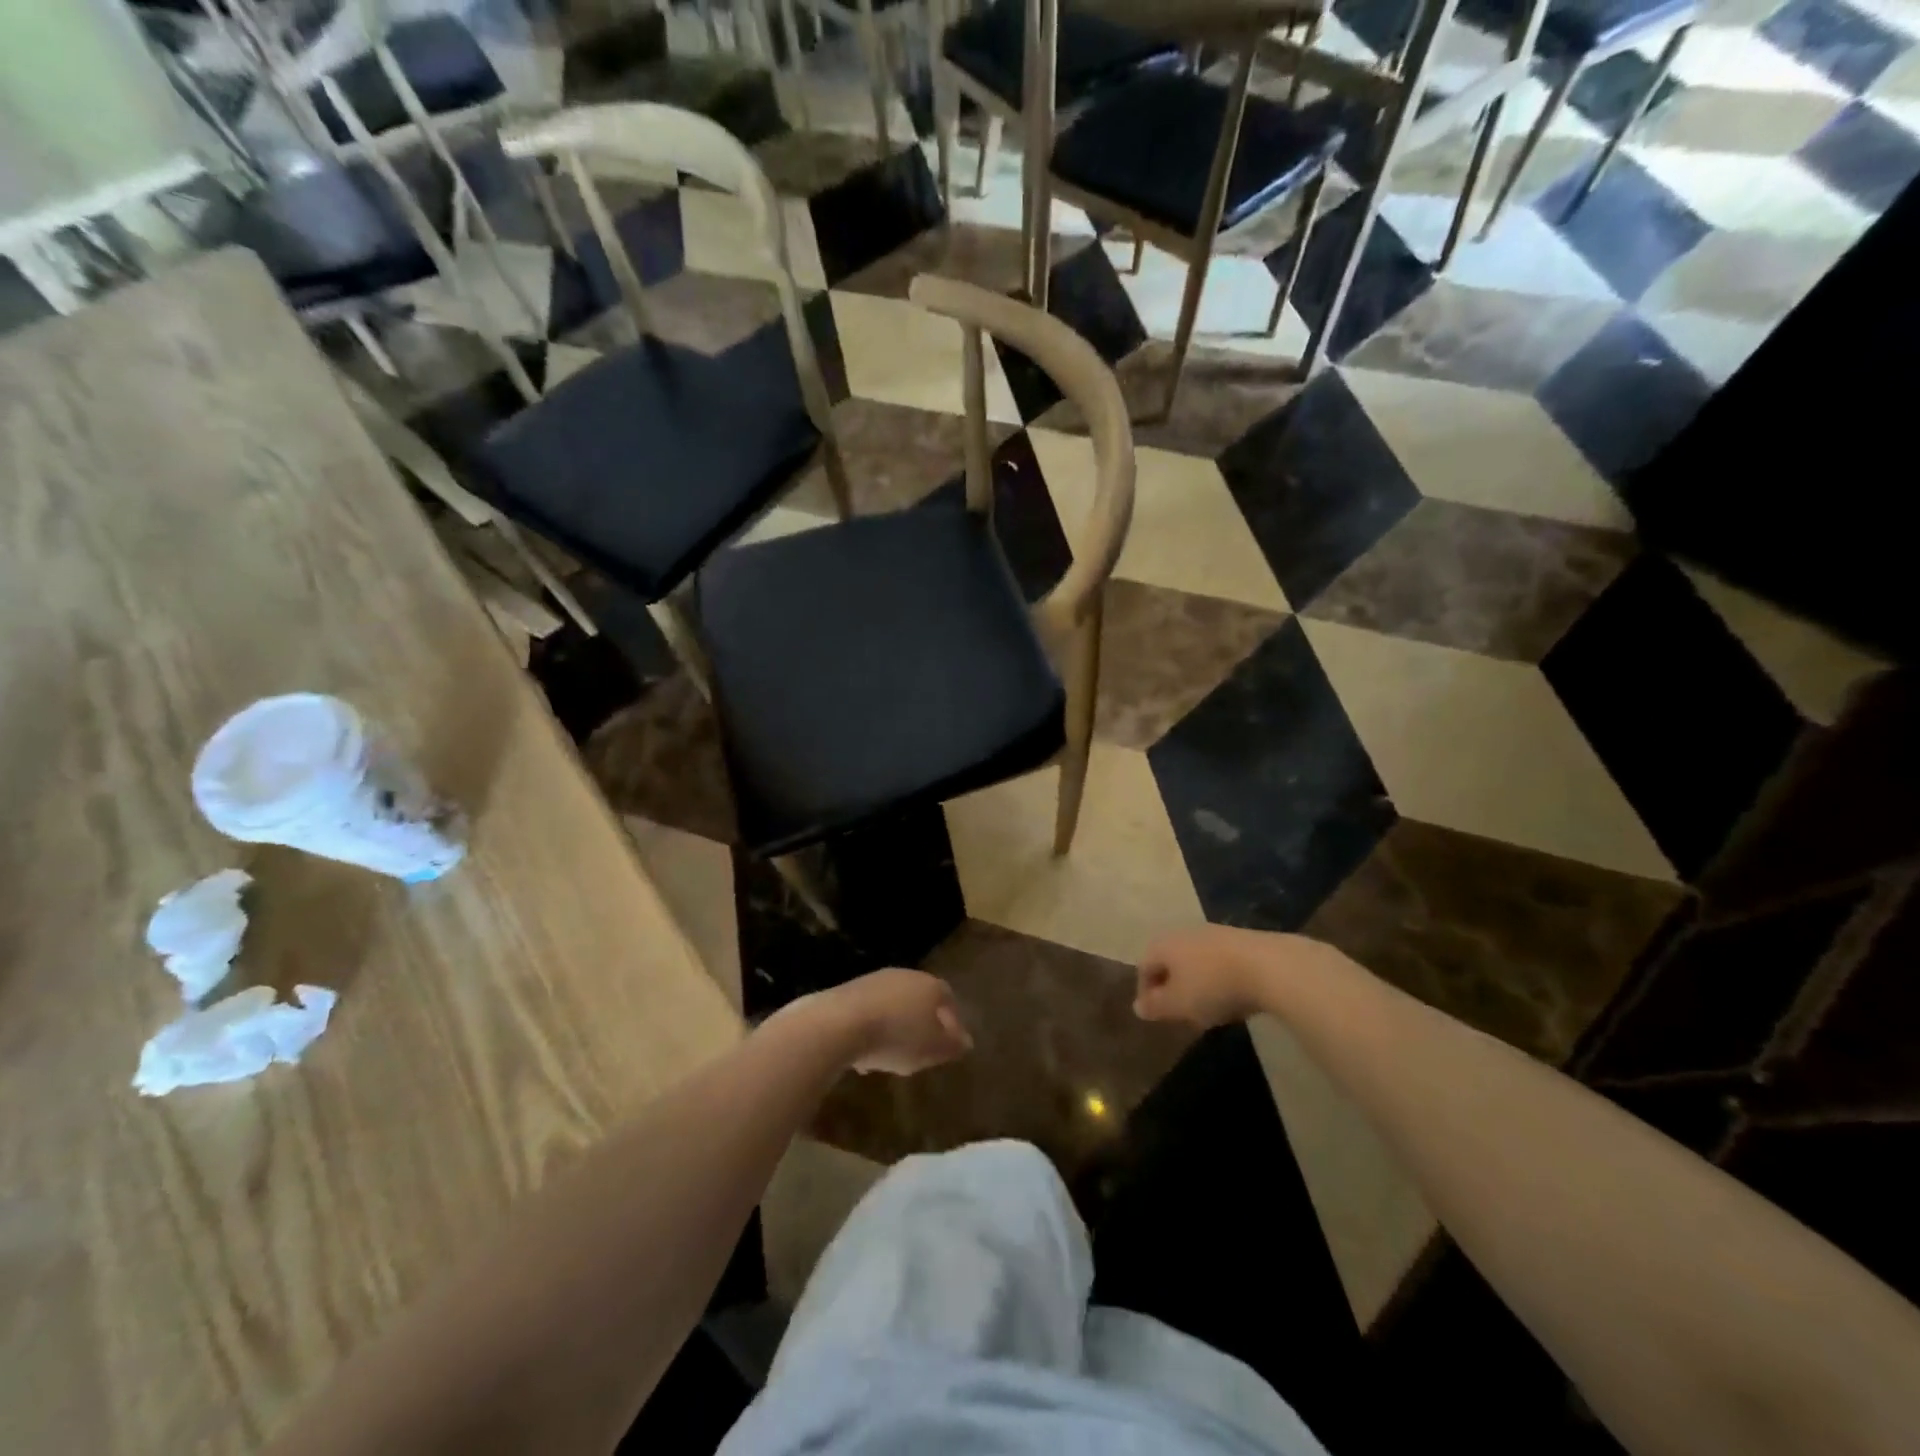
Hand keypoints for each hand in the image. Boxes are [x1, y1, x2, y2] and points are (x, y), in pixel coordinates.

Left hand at [812, 969, 973, 1074]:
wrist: (840, 1023)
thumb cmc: (897, 1036)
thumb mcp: (933, 1049)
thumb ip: (952, 1045)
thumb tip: (966, 1041)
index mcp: (930, 985)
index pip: (948, 998)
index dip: (952, 1020)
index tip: (952, 1043)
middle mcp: (904, 975)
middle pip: (919, 999)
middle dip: (922, 1024)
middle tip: (922, 1050)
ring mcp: (875, 980)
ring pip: (893, 1006)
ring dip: (895, 1029)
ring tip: (891, 1058)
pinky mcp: (848, 991)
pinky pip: (869, 1012)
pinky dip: (872, 1030)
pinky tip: (865, 1056)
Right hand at [1135, 926, 1312, 1026]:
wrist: (1270, 966)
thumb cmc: (1213, 986)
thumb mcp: (1179, 1004)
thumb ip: (1155, 1006)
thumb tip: (1138, 1006)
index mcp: (1162, 944)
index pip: (1143, 967)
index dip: (1146, 993)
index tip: (1157, 1015)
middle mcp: (1184, 932)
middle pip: (1169, 961)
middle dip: (1171, 986)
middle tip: (1180, 1012)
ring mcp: (1214, 933)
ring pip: (1195, 960)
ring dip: (1196, 982)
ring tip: (1208, 1007)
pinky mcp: (1241, 939)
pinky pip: (1219, 961)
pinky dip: (1218, 978)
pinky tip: (1232, 996)